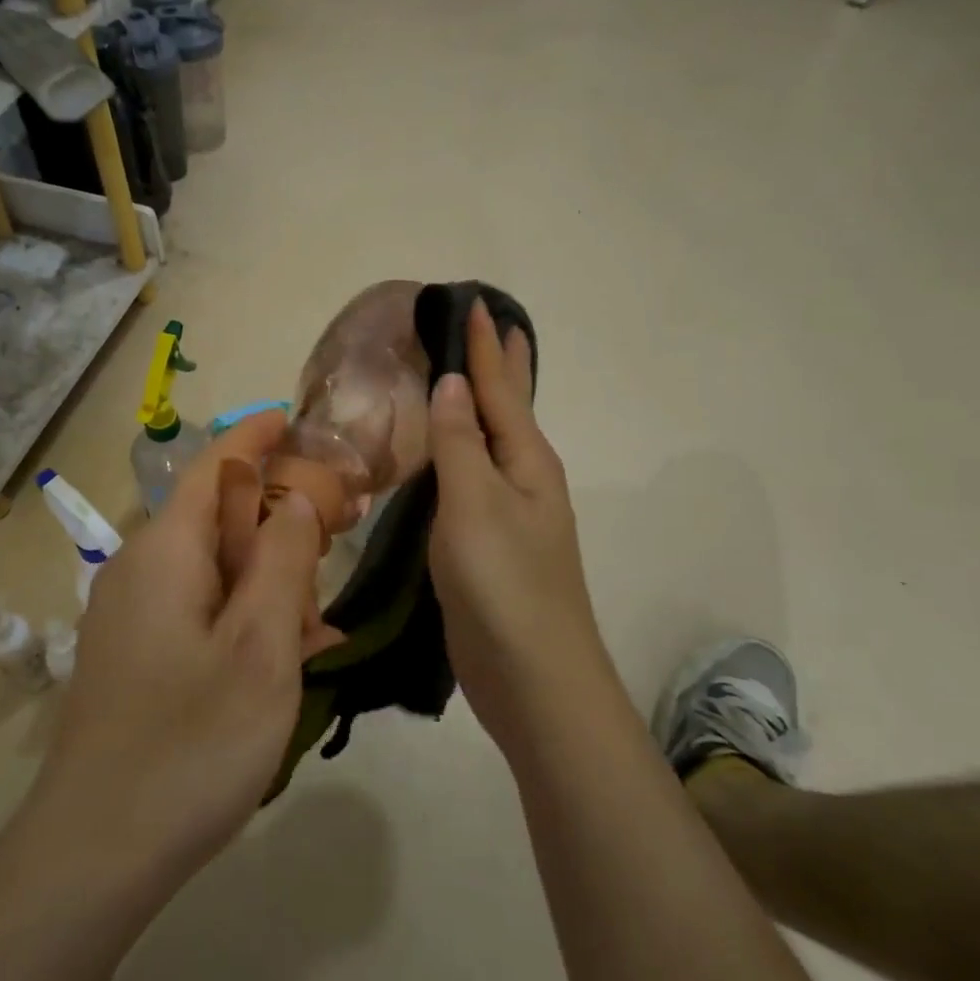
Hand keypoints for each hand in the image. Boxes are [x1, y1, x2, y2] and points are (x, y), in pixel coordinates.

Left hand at [24, 412, 339, 900]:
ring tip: (326, 602)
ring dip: (269, 569)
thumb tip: (294, 500)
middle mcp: (140, 569)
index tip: (301, 419)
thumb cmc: (189, 742)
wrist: (94, 854)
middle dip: (280, 510)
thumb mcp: (260, 646)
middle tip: (345, 519)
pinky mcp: (137, 655)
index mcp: (165, 551)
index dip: (258, 435)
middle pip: (217, 514)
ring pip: (214, 565)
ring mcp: (133, 615)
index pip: (214, 465)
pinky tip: (290, 648)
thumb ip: (282, 560)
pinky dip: (247, 611)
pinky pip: (200, 608)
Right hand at [428, 300, 608, 748]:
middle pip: (508, 408)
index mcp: (526, 460)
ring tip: (459, 378)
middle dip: (496, 366)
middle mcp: (523, 479)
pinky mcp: (489, 544)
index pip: (500, 388)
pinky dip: (461, 452)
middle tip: (485, 325)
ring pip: (490, 444)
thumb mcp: (476, 504)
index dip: (484, 346)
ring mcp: (509, 514)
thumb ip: (459, 442)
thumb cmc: (504, 582)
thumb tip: (449, 383)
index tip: (474, 303)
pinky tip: (448, 455)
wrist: (531, 676)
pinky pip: (473, 479)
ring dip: (477, 407)